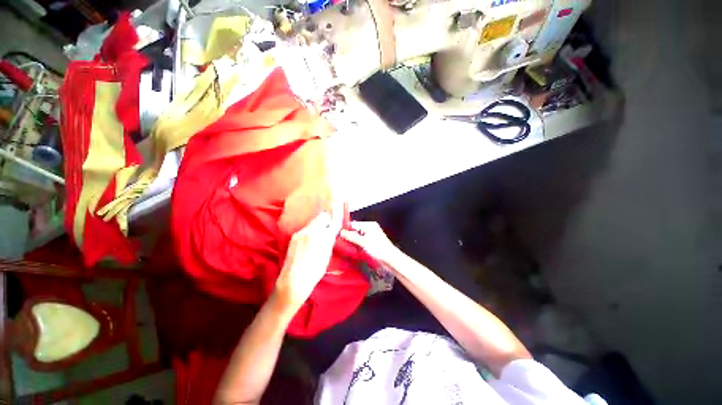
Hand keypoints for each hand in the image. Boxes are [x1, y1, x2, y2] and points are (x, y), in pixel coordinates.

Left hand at [274, 211, 341, 312]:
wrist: (294, 280)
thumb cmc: (315, 272)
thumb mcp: (327, 256)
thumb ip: (329, 241)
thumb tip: (331, 232)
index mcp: (323, 237)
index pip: (332, 222)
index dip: (336, 216)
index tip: (338, 213)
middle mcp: (312, 231)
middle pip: (321, 217)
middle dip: (327, 218)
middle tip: (330, 224)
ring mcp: (301, 233)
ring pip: (313, 222)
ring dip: (318, 224)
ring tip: (321, 232)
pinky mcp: (295, 237)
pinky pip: (306, 228)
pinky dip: (311, 230)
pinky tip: (311, 238)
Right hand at [340, 221, 399, 265]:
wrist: (390, 260)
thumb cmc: (380, 249)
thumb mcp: (363, 242)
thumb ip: (351, 237)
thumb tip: (342, 232)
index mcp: (369, 225)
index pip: (354, 224)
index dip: (346, 228)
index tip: (338, 233)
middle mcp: (370, 230)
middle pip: (355, 230)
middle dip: (348, 235)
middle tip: (339, 240)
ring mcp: (370, 237)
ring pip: (357, 237)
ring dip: (351, 241)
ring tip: (344, 245)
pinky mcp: (371, 244)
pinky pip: (360, 242)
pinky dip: (356, 245)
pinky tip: (351, 249)